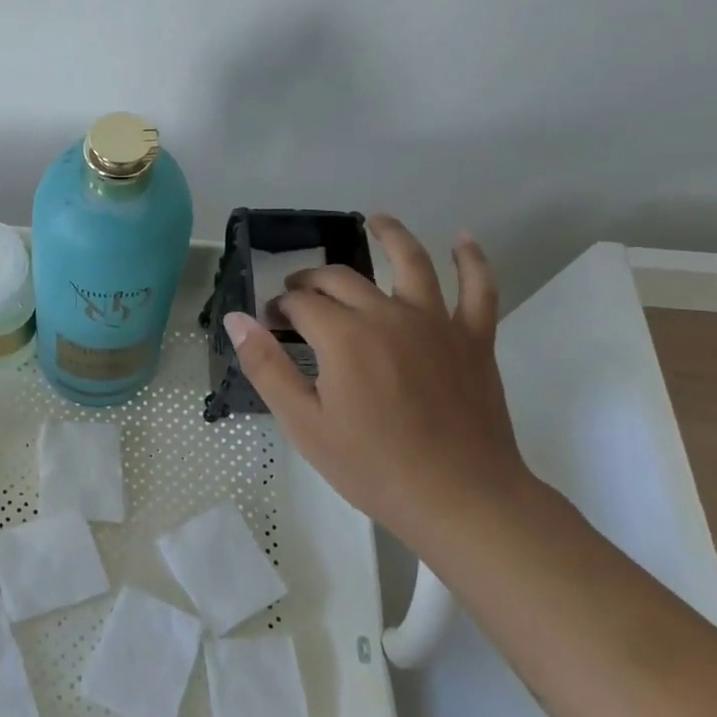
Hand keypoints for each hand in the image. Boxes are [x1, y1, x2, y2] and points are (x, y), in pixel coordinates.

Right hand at [224, 214, 527, 541]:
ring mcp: (436, 322)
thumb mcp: (304, 423)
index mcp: (343, 336)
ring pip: (411, 262)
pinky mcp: (473, 338)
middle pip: (342, 278)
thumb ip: (267, 365)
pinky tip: (464, 239)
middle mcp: (387, 314)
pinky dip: (473, 260)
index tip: (270, 323)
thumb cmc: (373, 466)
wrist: (460, 498)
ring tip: (377, 219)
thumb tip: (237, 318)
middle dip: (312, 280)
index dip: (280, 308)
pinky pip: (479, 289)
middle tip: (298, 294)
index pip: (301, 303)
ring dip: (392, 235)